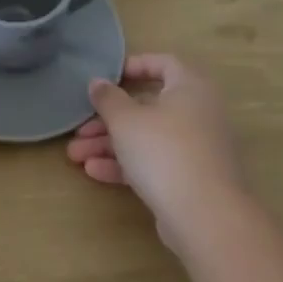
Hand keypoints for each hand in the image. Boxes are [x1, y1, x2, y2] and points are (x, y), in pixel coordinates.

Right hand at [67, 54, 245, 244]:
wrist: (206, 218)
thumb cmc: (164, 151)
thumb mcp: (125, 120)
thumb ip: (107, 98)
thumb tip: (97, 82)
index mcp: (190, 86)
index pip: (163, 63)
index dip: (133, 66)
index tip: (106, 78)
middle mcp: (198, 113)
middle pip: (147, 107)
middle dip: (108, 119)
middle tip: (80, 129)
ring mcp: (197, 149)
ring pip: (147, 138)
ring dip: (110, 144)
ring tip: (75, 155)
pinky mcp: (192, 180)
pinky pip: (155, 163)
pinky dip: (127, 165)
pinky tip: (94, 172)